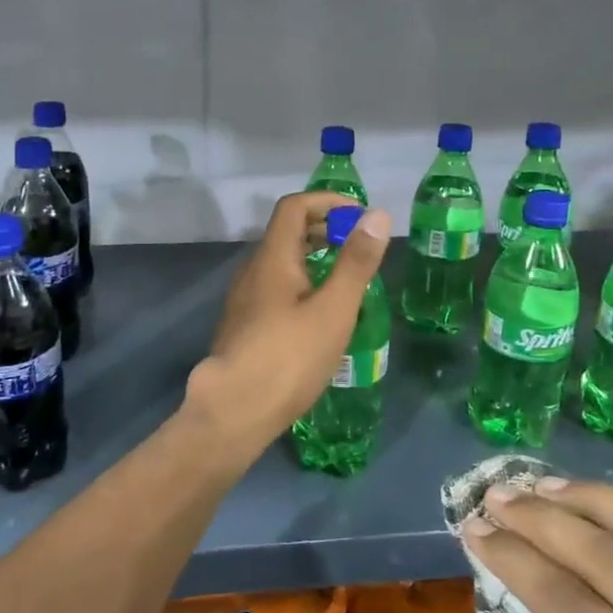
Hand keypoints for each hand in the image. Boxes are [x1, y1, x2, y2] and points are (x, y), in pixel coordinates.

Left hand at [184, 191, 391, 451]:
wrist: (234, 410)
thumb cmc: (289, 357)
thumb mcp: (334, 309)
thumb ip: (356, 262)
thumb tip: (377, 215)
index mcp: (272, 257)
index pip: (295, 206)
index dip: (328, 202)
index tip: (360, 217)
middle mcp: (253, 270)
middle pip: (286, 232)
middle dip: (324, 229)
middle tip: (359, 248)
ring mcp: (244, 299)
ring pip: (280, 262)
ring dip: (313, 257)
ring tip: (346, 280)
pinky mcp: (244, 325)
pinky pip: (275, 287)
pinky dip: (302, 282)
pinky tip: (320, 314)